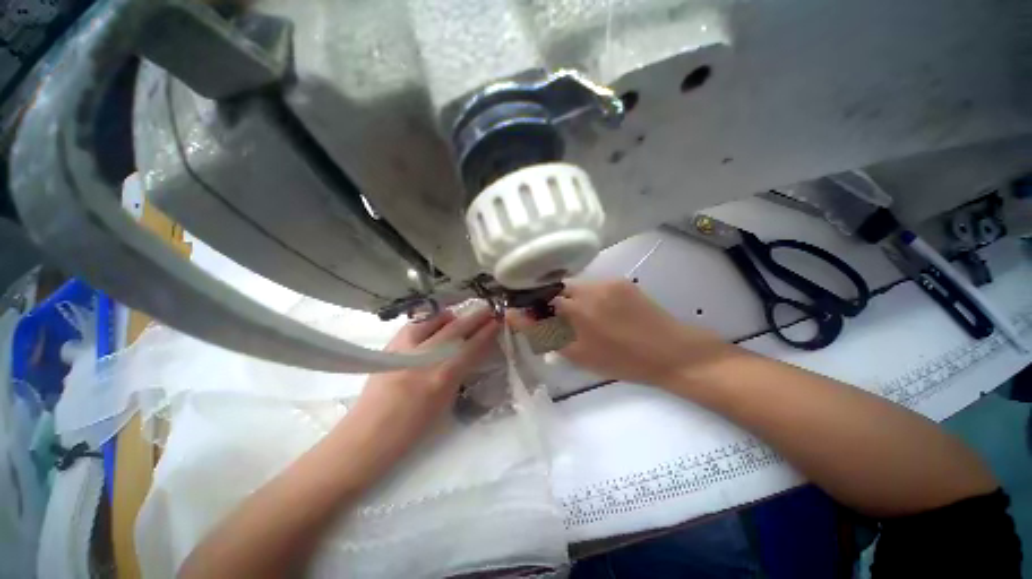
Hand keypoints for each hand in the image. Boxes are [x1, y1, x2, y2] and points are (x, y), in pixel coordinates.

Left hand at [339, 308, 499, 483]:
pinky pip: (415, 324)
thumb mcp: (445, 402)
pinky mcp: (389, 347)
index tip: (497, 321)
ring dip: (452, 315)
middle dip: (475, 317)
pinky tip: (436, 322)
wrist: (367, 437)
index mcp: (442, 377)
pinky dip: (430, 320)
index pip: (471, 346)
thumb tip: (471, 352)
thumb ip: (459, 373)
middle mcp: (425, 358)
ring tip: (461, 315)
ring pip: (433, 321)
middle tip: (488, 309)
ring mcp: (405, 349)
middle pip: (455, 329)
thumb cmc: (412, 430)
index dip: (486, 332)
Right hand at [511, 280, 731, 387]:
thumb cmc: (620, 360)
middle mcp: (587, 290)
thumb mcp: (576, 354)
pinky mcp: (621, 281)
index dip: (533, 305)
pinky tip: (605, 313)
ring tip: (588, 320)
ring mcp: (606, 282)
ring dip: (573, 300)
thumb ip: (543, 333)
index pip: (538, 296)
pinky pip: (594, 286)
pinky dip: (591, 297)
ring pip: (576, 287)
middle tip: (566, 323)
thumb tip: (514, 314)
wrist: (671, 352)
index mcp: (574, 310)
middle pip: (557, 289)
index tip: (534, 316)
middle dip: (554, 304)